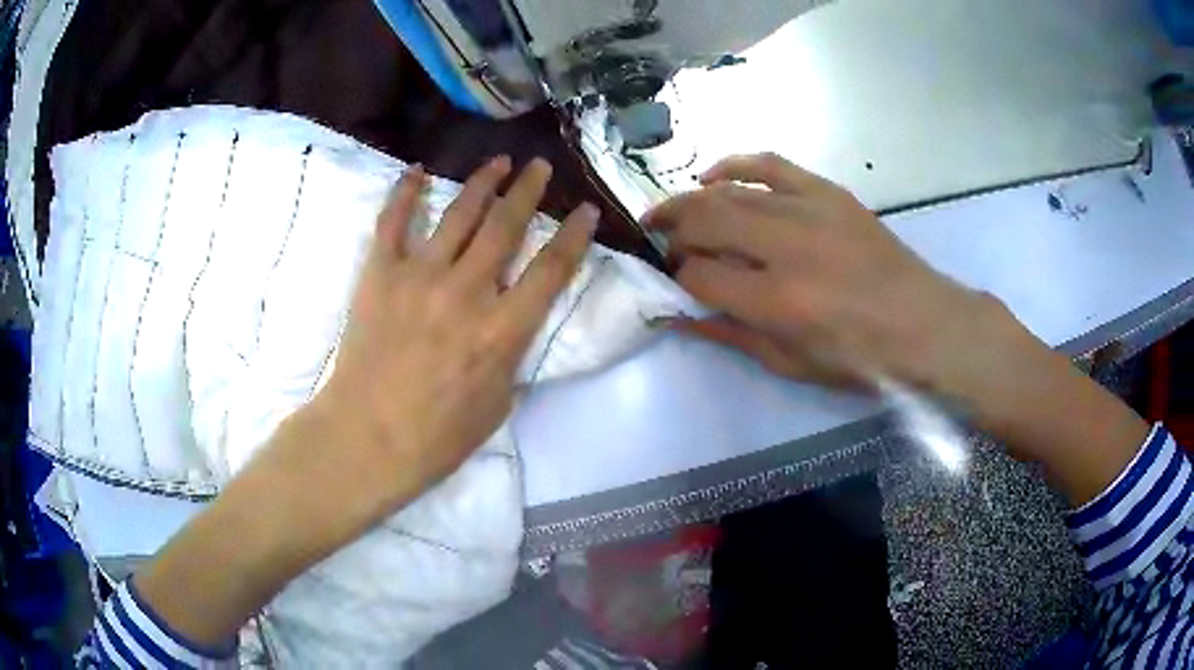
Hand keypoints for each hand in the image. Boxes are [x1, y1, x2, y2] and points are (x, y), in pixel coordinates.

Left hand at [135, 158, 597, 647]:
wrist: (366, 438)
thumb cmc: (436, 437)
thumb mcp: (497, 404)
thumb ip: (510, 354)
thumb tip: (512, 322)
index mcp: (502, 329)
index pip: (551, 269)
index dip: (574, 235)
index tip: (586, 209)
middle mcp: (466, 291)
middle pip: (507, 226)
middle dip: (529, 191)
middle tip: (541, 167)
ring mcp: (419, 276)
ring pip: (459, 214)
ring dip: (483, 182)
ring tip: (499, 160)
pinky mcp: (380, 274)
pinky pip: (393, 222)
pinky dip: (404, 192)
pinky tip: (418, 171)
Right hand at [644, 152, 1028, 405]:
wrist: (923, 323)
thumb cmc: (860, 358)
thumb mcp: (792, 364)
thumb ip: (730, 335)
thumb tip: (677, 317)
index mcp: (778, 301)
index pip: (699, 274)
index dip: (677, 278)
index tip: (675, 283)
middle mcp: (786, 247)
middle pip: (704, 221)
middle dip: (671, 231)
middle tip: (659, 242)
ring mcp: (808, 210)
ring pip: (727, 191)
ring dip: (689, 200)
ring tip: (669, 213)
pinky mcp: (827, 192)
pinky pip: (769, 164)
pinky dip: (734, 166)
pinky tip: (712, 177)